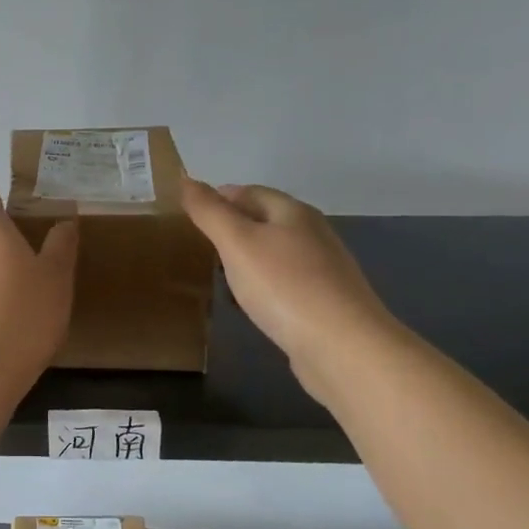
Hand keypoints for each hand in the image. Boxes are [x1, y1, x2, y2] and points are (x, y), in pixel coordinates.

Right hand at [181, 180, 397, 395]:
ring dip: (245, 259)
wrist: (343, 347)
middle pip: (264, 220)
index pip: (249, 191)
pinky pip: (284, 283)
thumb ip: (209, 212)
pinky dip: (262, 286)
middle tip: (197, 245)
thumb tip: (185, 180)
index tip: (188, 214)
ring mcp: (323, 270)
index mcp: (293, 212)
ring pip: (274, 253)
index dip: (218, 197)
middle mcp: (312, 234)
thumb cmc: (284, 286)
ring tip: (217, 275)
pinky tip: (249, 303)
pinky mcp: (325, 303)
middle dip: (231, 228)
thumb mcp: (237, 243)